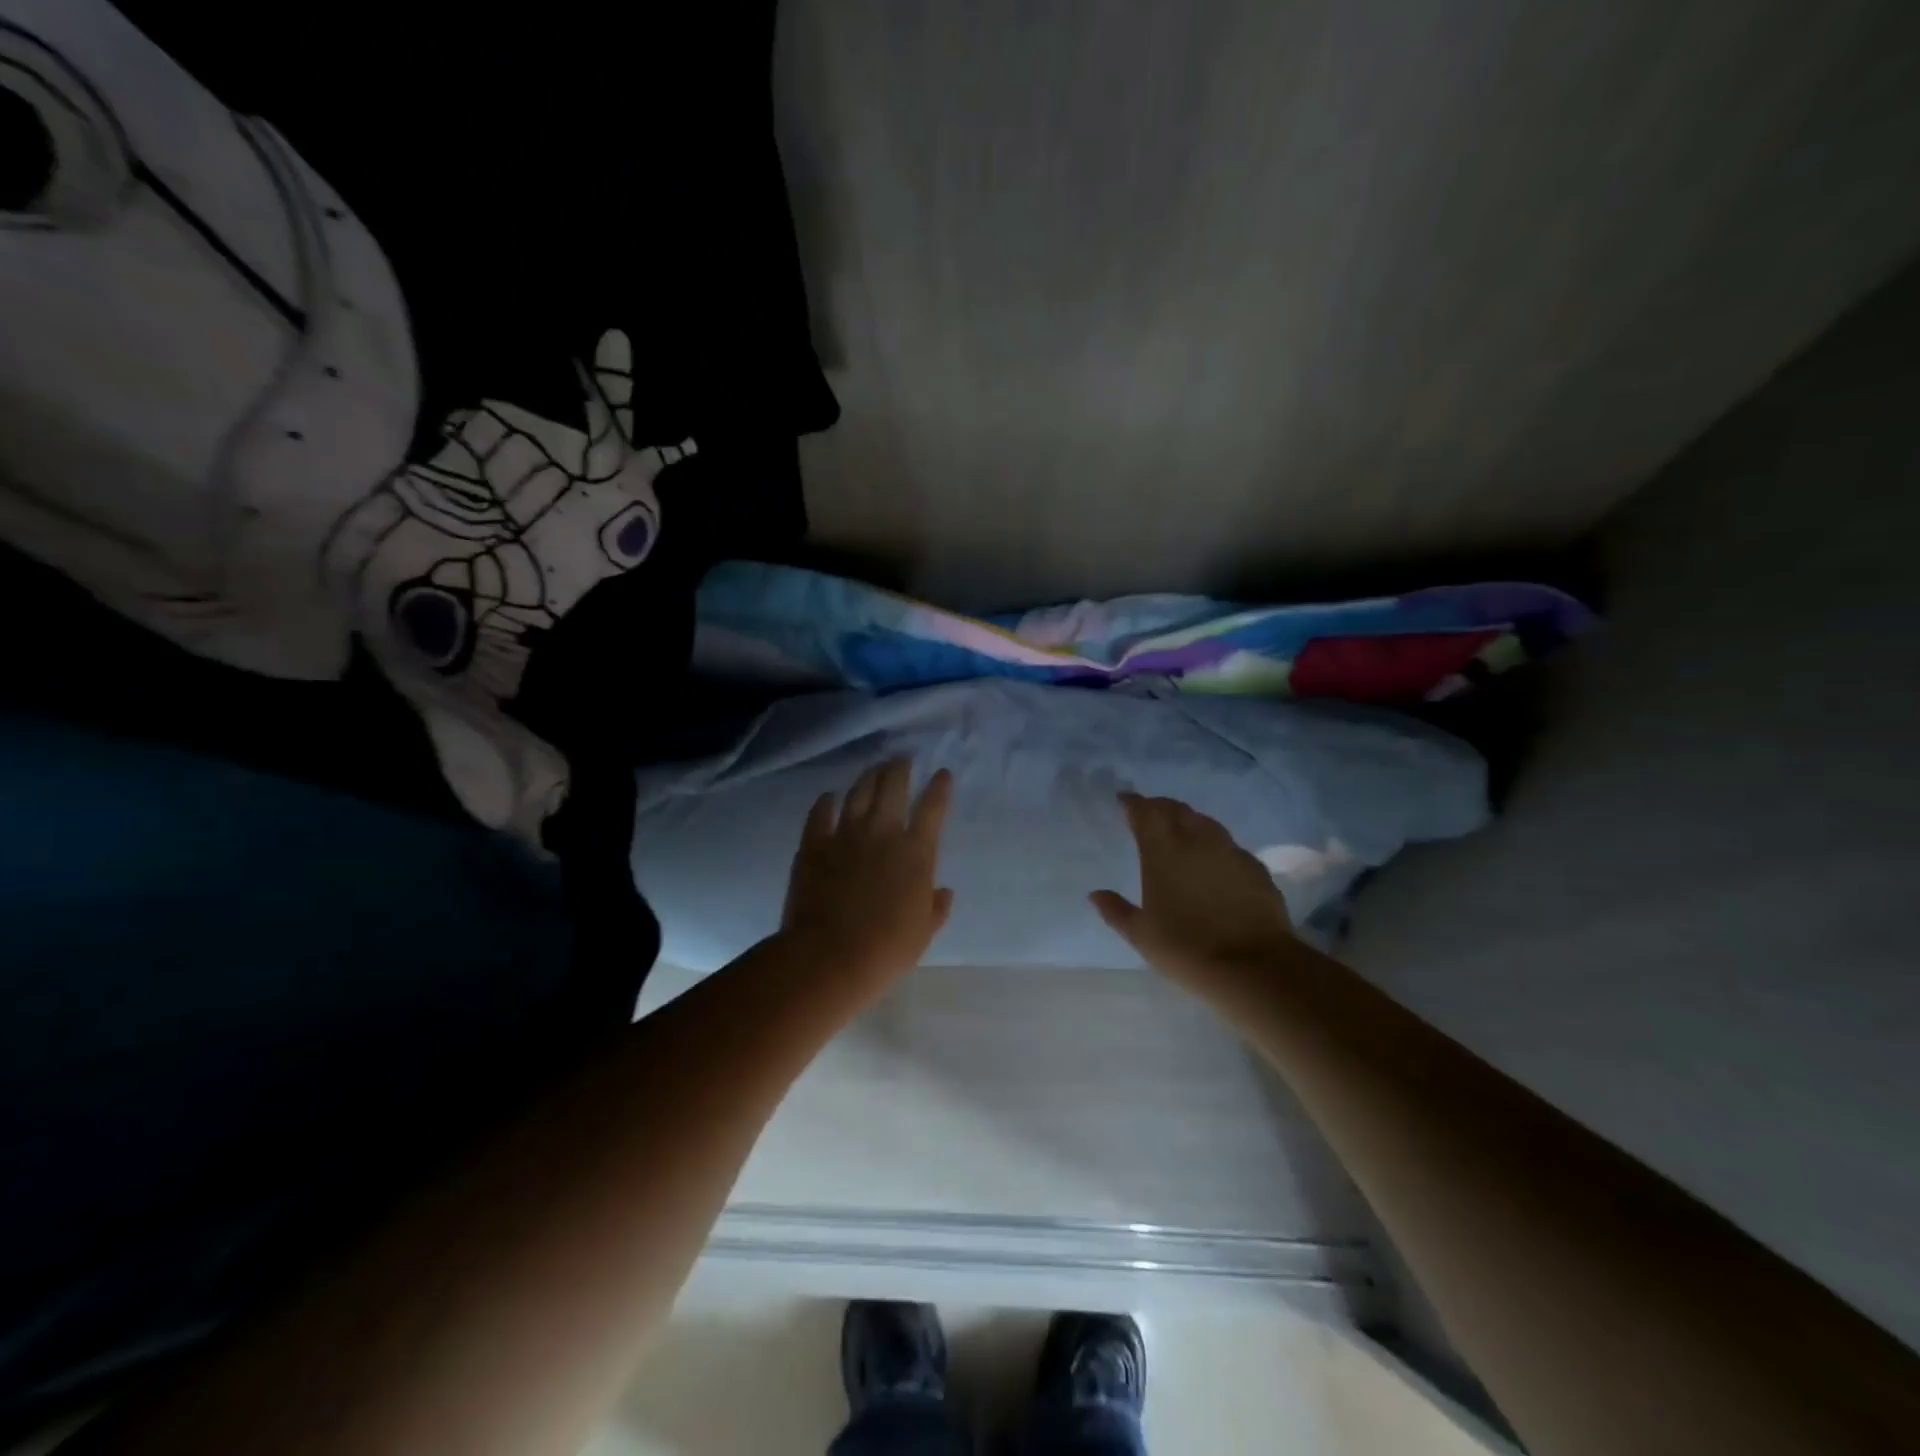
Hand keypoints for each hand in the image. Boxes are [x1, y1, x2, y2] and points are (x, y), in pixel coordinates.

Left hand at [781, 759, 955, 993]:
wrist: (829, 956)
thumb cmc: (886, 949)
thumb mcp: (923, 932)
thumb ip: (936, 907)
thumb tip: (944, 892)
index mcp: (916, 853)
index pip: (933, 808)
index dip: (940, 787)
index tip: (942, 773)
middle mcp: (883, 833)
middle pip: (893, 787)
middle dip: (899, 768)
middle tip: (901, 760)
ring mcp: (845, 835)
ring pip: (858, 792)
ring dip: (868, 777)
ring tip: (873, 769)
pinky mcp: (814, 844)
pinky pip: (820, 813)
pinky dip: (825, 802)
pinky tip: (828, 796)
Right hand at [1091, 793, 1297, 989]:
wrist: (1253, 967)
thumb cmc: (1186, 949)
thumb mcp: (1141, 935)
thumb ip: (1116, 910)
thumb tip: (1095, 894)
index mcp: (1162, 851)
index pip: (1145, 812)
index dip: (1133, 803)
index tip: (1124, 800)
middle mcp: (1196, 841)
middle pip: (1176, 809)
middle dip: (1159, 806)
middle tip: (1149, 813)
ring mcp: (1229, 851)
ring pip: (1205, 822)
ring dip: (1188, 820)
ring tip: (1180, 830)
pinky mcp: (1255, 867)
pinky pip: (1229, 845)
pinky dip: (1214, 844)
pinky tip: (1214, 859)